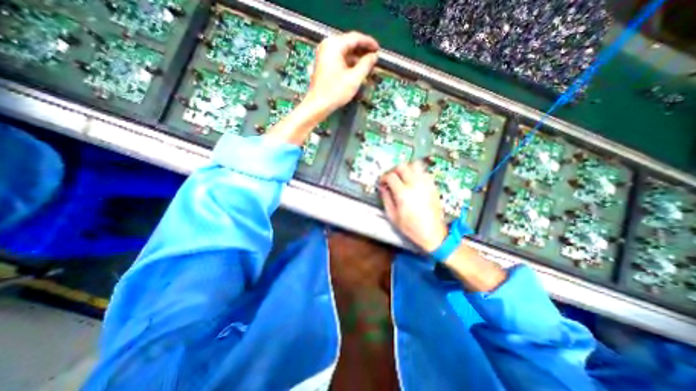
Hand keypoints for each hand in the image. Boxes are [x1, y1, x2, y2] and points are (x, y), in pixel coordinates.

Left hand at [305, 31, 379, 113]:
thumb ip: (366, 65)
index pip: (355, 38)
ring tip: (368, 68)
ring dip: (357, 60)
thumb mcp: (354, 78)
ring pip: (345, 53)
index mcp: (334, 45)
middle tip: (374, 59)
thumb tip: (374, 56)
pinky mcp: (324, 64)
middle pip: (349, 44)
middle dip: (363, 52)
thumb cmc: (335, 92)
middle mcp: (328, 46)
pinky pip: (339, 59)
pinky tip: (357, 72)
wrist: (318, 105)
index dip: (369, 43)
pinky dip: (349, 64)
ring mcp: (324, 55)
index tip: (378, 49)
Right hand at [379, 161, 447, 251]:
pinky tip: (413, 181)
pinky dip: (416, 173)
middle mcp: (415, 185)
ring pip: (415, 165)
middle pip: (402, 166)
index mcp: (403, 193)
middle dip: (393, 170)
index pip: (391, 176)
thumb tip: (383, 188)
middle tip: (391, 177)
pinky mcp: (433, 186)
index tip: (382, 182)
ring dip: (406, 168)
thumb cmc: (412, 227)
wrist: (432, 233)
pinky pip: (424, 172)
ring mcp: (426, 184)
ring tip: (402, 176)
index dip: (384, 177)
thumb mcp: (393, 216)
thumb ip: (386, 199)